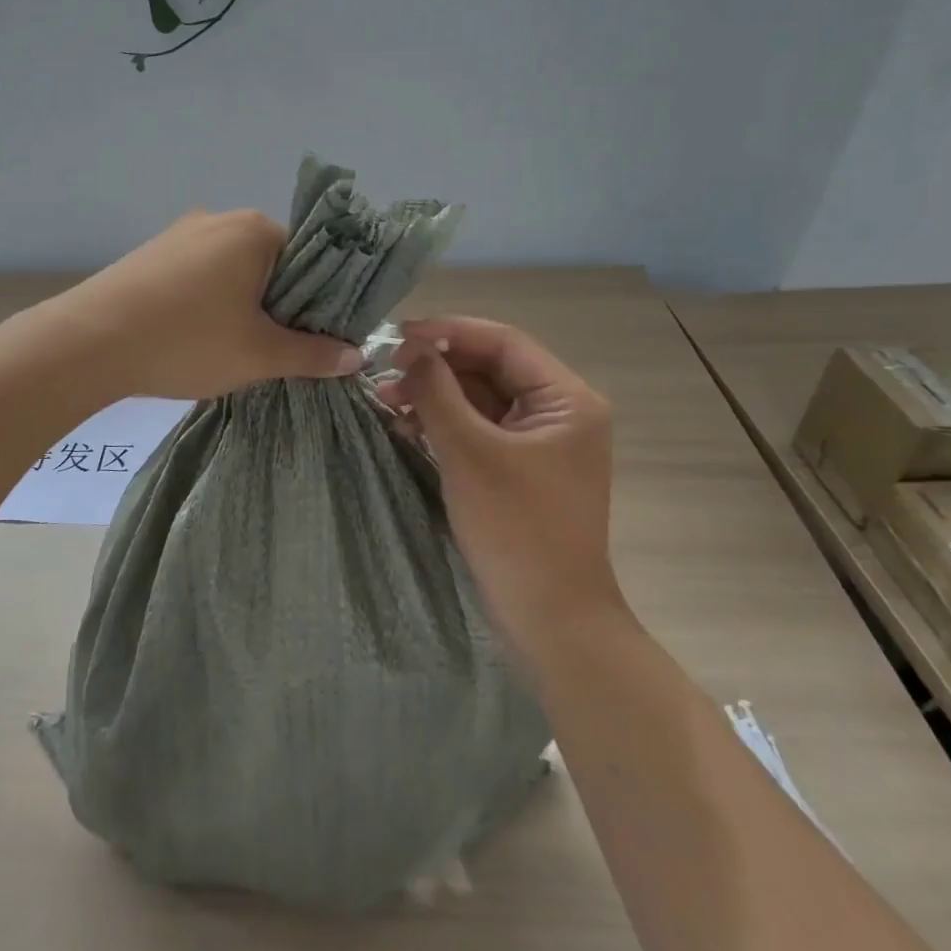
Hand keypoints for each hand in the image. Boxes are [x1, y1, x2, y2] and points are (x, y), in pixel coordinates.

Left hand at [53, 210, 363, 400]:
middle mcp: (219, 218)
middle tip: (274, 348)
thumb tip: (358, 356)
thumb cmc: (187, 340)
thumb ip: (313, 353)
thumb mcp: (259, 354)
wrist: (89, 342)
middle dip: (278, 304)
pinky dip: (208, 301)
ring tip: (233, 347)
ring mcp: (179, 233)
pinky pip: (197, 274)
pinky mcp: (150, 254)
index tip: (313, 337)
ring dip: (241, 304)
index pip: (309, 258)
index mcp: (255, 230)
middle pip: (270, 262)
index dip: (317, 300)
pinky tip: (194, 335)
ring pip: (231, 270)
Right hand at [376, 317, 619, 656]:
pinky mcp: (520, 467)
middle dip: (436, 368)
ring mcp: (540, 441)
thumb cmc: (515, 528)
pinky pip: (479, 428)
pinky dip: (445, 423)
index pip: (502, 342)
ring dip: (436, 396)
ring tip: (386, 402)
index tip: (397, 335)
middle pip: (490, 368)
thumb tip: (408, 349)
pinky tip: (407, 427)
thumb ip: (436, 392)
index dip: (448, 332)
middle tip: (384, 374)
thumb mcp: (469, 452)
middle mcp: (559, 411)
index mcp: (566, 399)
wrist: (549, 618)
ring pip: (480, 398)